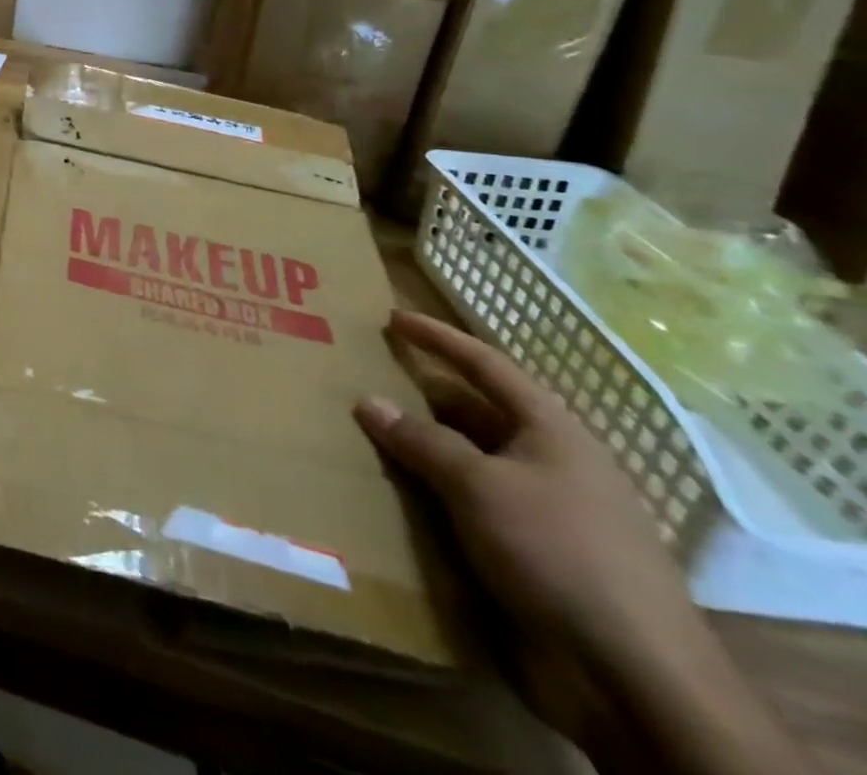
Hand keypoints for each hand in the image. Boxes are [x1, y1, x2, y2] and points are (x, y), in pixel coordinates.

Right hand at [354, 311, 704, 682]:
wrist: (632, 678)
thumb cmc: (557, 552)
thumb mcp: (479, 485)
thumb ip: (421, 440)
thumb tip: (367, 401)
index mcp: (551, 432)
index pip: (486, 365)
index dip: (439, 338)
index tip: (392, 318)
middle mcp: (548, 463)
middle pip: (473, 413)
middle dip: (419, 395)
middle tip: (363, 377)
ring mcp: (540, 512)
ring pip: (465, 462)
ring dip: (419, 449)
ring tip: (363, 433)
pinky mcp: (527, 556)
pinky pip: (465, 507)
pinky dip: (429, 494)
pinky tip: (390, 493)